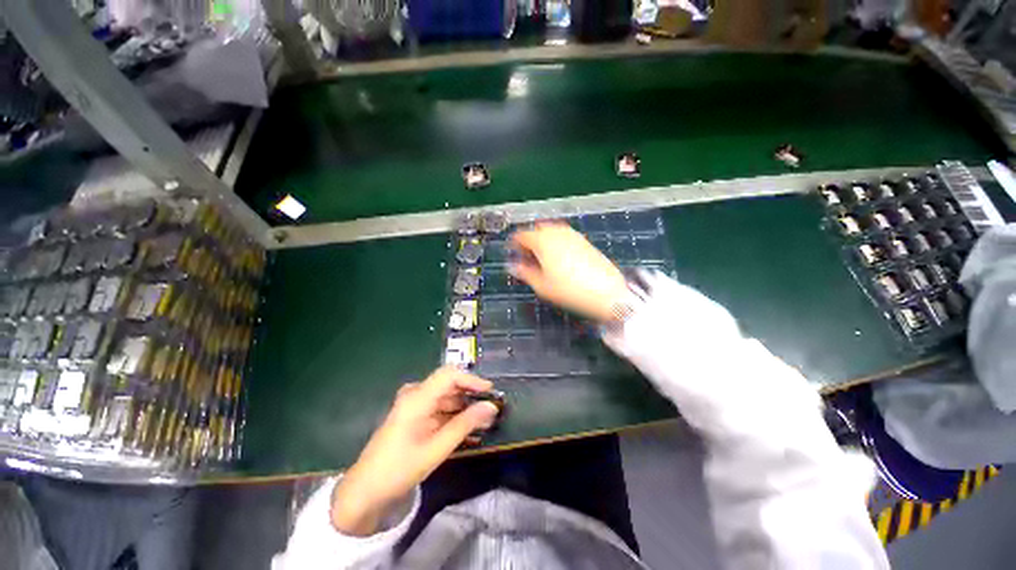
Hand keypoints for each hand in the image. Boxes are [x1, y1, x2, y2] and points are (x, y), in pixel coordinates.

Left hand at [330, 367, 499, 535]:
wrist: (365, 492)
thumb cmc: (398, 469)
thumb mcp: (436, 449)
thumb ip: (465, 425)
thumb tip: (491, 407)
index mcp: (417, 398)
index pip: (449, 375)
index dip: (472, 380)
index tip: (491, 393)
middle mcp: (415, 395)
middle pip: (449, 385)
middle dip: (471, 396)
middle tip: (491, 411)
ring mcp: (414, 405)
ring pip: (447, 398)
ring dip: (465, 409)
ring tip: (484, 424)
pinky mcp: (415, 416)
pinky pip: (439, 410)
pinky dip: (454, 418)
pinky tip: (468, 432)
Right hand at [510, 222, 627, 322]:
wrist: (607, 292)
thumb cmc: (569, 290)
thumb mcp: (541, 286)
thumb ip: (524, 273)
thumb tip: (513, 265)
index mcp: (542, 241)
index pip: (522, 235)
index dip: (514, 243)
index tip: (512, 252)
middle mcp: (556, 232)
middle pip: (537, 229)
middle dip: (529, 240)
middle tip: (527, 255)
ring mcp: (572, 235)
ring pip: (551, 230)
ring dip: (542, 239)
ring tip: (542, 257)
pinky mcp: (584, 241)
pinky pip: (564, 235)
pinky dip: (556, 241)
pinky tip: (559, 257)